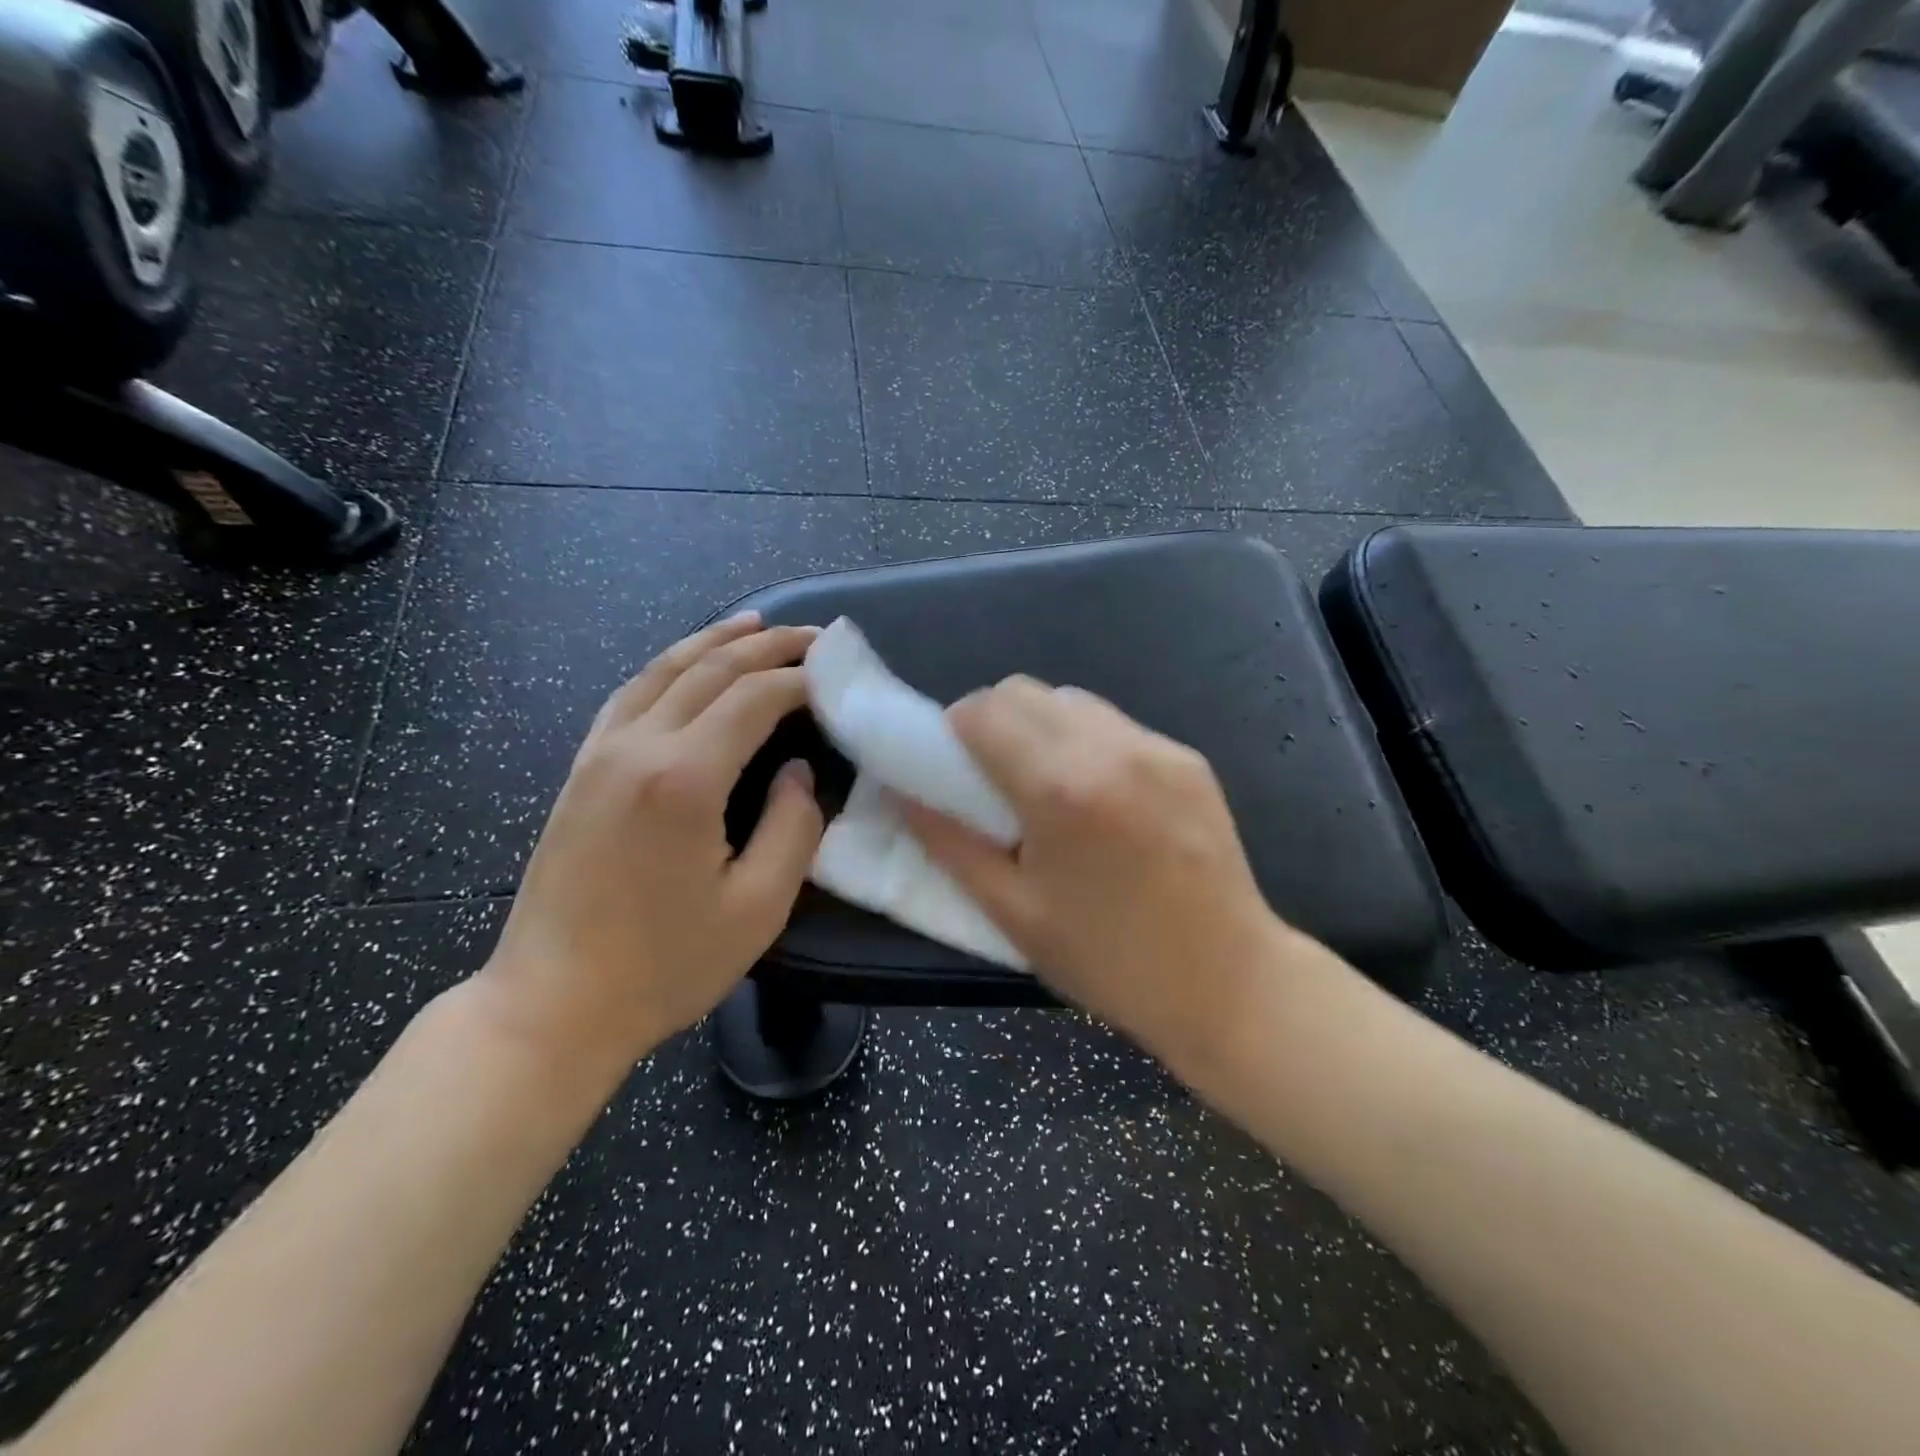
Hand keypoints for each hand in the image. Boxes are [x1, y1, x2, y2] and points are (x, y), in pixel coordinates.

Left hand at [475, 614, 824, 1075]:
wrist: (553, 1004)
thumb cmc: (666, 966)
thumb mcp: (758, 908)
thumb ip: (793, 828)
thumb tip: (797, 773)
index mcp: (685, 779)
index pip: (755, 699)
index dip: (802, 680)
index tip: (837, 675)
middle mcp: (639, 747)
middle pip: (711, 670)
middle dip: (768, 645)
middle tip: (815, 636)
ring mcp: (600, 753)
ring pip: (663, 670)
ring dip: (715, 641)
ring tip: (757, 623)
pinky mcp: (581, 770)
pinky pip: (629, 695)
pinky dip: (668, 666)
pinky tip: (687, 663)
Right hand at [902, 678, 1291, 1067]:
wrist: (1229, 983)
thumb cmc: (1109, 961)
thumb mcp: (1013, 913)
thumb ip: (950, 844)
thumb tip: (905, 795)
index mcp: (1059, 787)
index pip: (983, 710)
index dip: (955, 734)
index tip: (955, 772)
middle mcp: (1110, 748)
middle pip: (1024, 691)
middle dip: (992, 722)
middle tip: (994, 779)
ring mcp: (1157, 747)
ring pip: (1071, 700)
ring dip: (1041, 728)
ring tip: (1049, 788)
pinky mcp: (1188, 758)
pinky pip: (1115, 725)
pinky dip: (1087, 743)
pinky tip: (1100, 799)